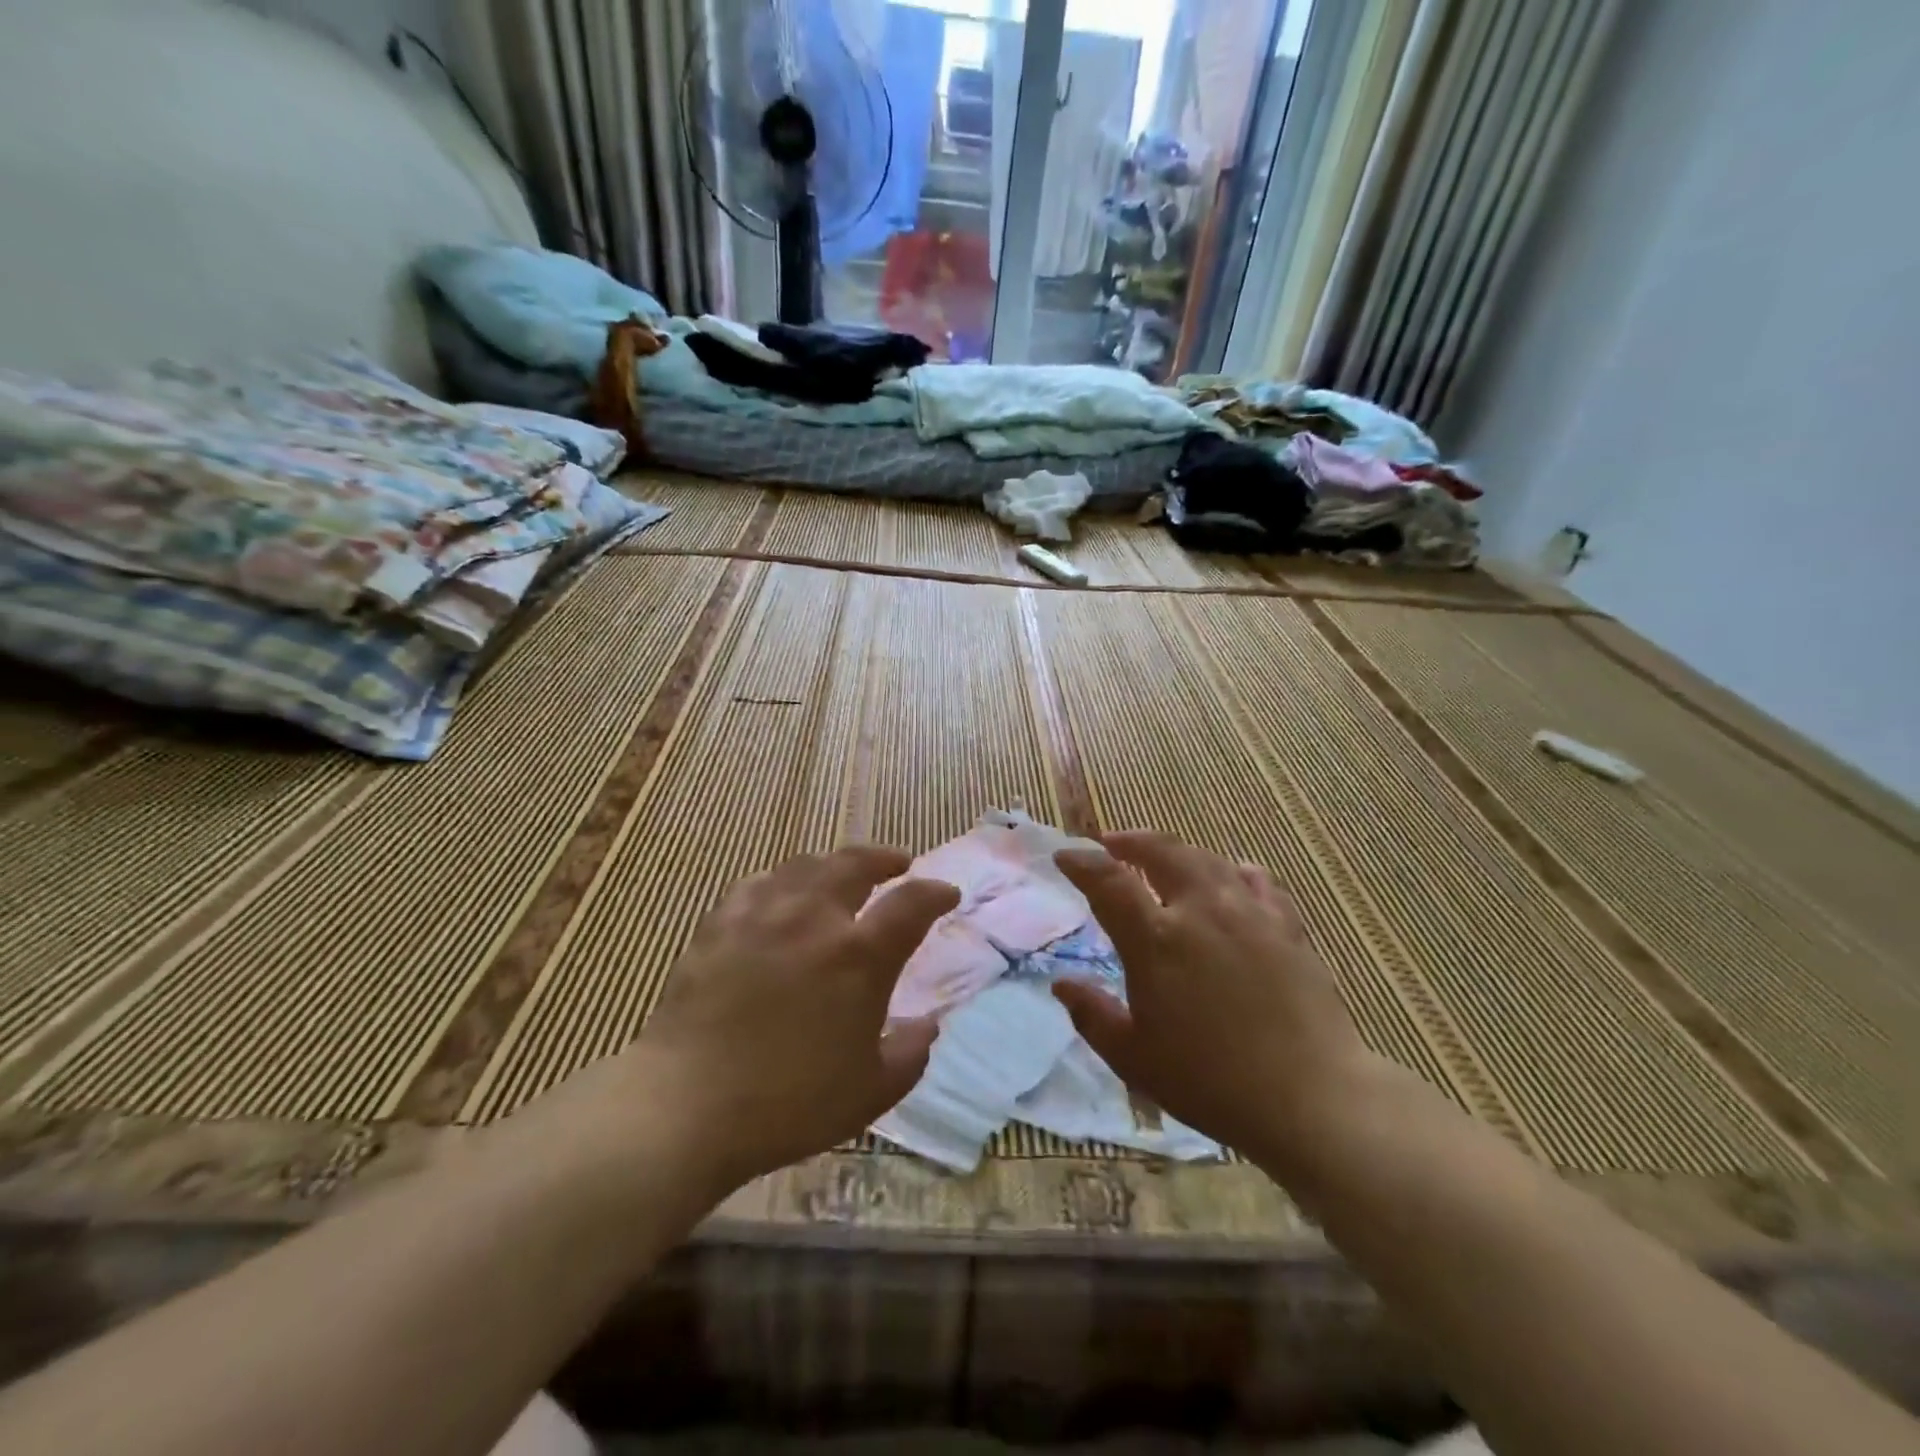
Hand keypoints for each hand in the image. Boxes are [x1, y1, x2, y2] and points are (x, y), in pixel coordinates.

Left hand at [626, 846, 958, 1186]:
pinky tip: (780, 894)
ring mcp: (763, 915)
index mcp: (859, 956)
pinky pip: (758, 884)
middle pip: (855, 864)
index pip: (911, 904)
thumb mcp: (870, 1092)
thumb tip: (928, 1025)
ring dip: (833, 864)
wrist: (687, 1105)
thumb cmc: (788, 1104)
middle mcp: (815, 919)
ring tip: (841, 874)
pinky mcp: (720, 924)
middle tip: (897, 863)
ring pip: (806, 866)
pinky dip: (781, 882)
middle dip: (883, 858)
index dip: (935, 893)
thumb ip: (909, 1053)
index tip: (947, 894)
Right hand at [1052, 831, 1379, 1170]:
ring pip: (1207, 860)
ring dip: (1177, 852)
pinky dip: (1234, 872)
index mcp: (1156, 940)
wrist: (1311, 1098)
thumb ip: (1093, 1016)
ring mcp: (1249, 914)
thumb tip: (1062, 985)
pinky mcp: (1287, 927)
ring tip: (1163, 857)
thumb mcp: (1134, 1058)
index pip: (1109, 882)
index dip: (1082, 863)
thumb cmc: (1211, 1082)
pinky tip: (1232, 877)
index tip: (1065, 857)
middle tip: (1112, 843)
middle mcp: (1201, 911)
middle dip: (1131, 841)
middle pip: (1162, 852)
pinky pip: (1257, 882)